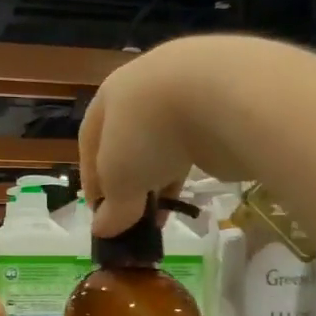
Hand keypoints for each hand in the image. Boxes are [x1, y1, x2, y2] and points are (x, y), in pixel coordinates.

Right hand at [80, 36, 261, 233]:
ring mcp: (186, 92)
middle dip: (126, 179)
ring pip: (162, 142)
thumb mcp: (121, 179)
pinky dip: (185, 170)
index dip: (91, 178)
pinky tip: (185, 195)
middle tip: (129, 213)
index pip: (90, 140)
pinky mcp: (221, 107)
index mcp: (111, 94)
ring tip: (157, 213)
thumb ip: (113, 207)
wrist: (225, 97)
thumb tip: (103, 229)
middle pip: (128, 139)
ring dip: (156, 178)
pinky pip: (193, 144)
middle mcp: (145, 86)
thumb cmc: (150, 132)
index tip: (98, 212)